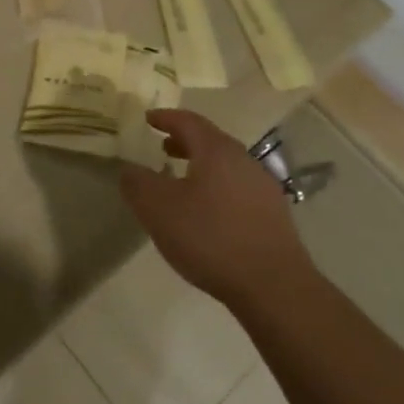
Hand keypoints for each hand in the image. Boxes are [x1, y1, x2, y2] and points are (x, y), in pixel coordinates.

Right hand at [120, 110, 306, 309]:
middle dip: (184, 141)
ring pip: (226, 165)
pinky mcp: (273, 214)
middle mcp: (243, 160)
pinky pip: (238, 187)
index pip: (188, 121)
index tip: (148, 119)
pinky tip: (208, 212)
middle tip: (162, 148)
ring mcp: (263, 186)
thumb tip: (129, 169)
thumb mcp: (159, 209)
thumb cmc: (210, 237)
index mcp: (216, 150)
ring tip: (181, 181)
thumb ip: (138, 184)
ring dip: (201, 165)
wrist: (273, 285)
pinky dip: (217, 187)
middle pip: (210, 140)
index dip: (165, 118)